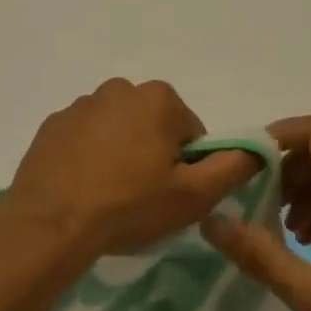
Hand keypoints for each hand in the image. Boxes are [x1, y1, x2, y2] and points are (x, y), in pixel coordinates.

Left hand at [6, 79, 259, 265]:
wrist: (51, 223)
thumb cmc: (130, 205)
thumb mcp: (194, 195)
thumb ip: (232, 167)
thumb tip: (258, 147)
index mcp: (158, 98)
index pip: (190, 132)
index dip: (188, 166)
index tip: (172, 194)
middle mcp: (120, 88)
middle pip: (153, 125)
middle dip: (154, 155)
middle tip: (143, 197)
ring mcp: (81, 104)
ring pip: (118, 130)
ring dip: (121, 154)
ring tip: (110, 196)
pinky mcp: (54, 124)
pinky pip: (84, 138)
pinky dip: (89, 157)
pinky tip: (83, 188)